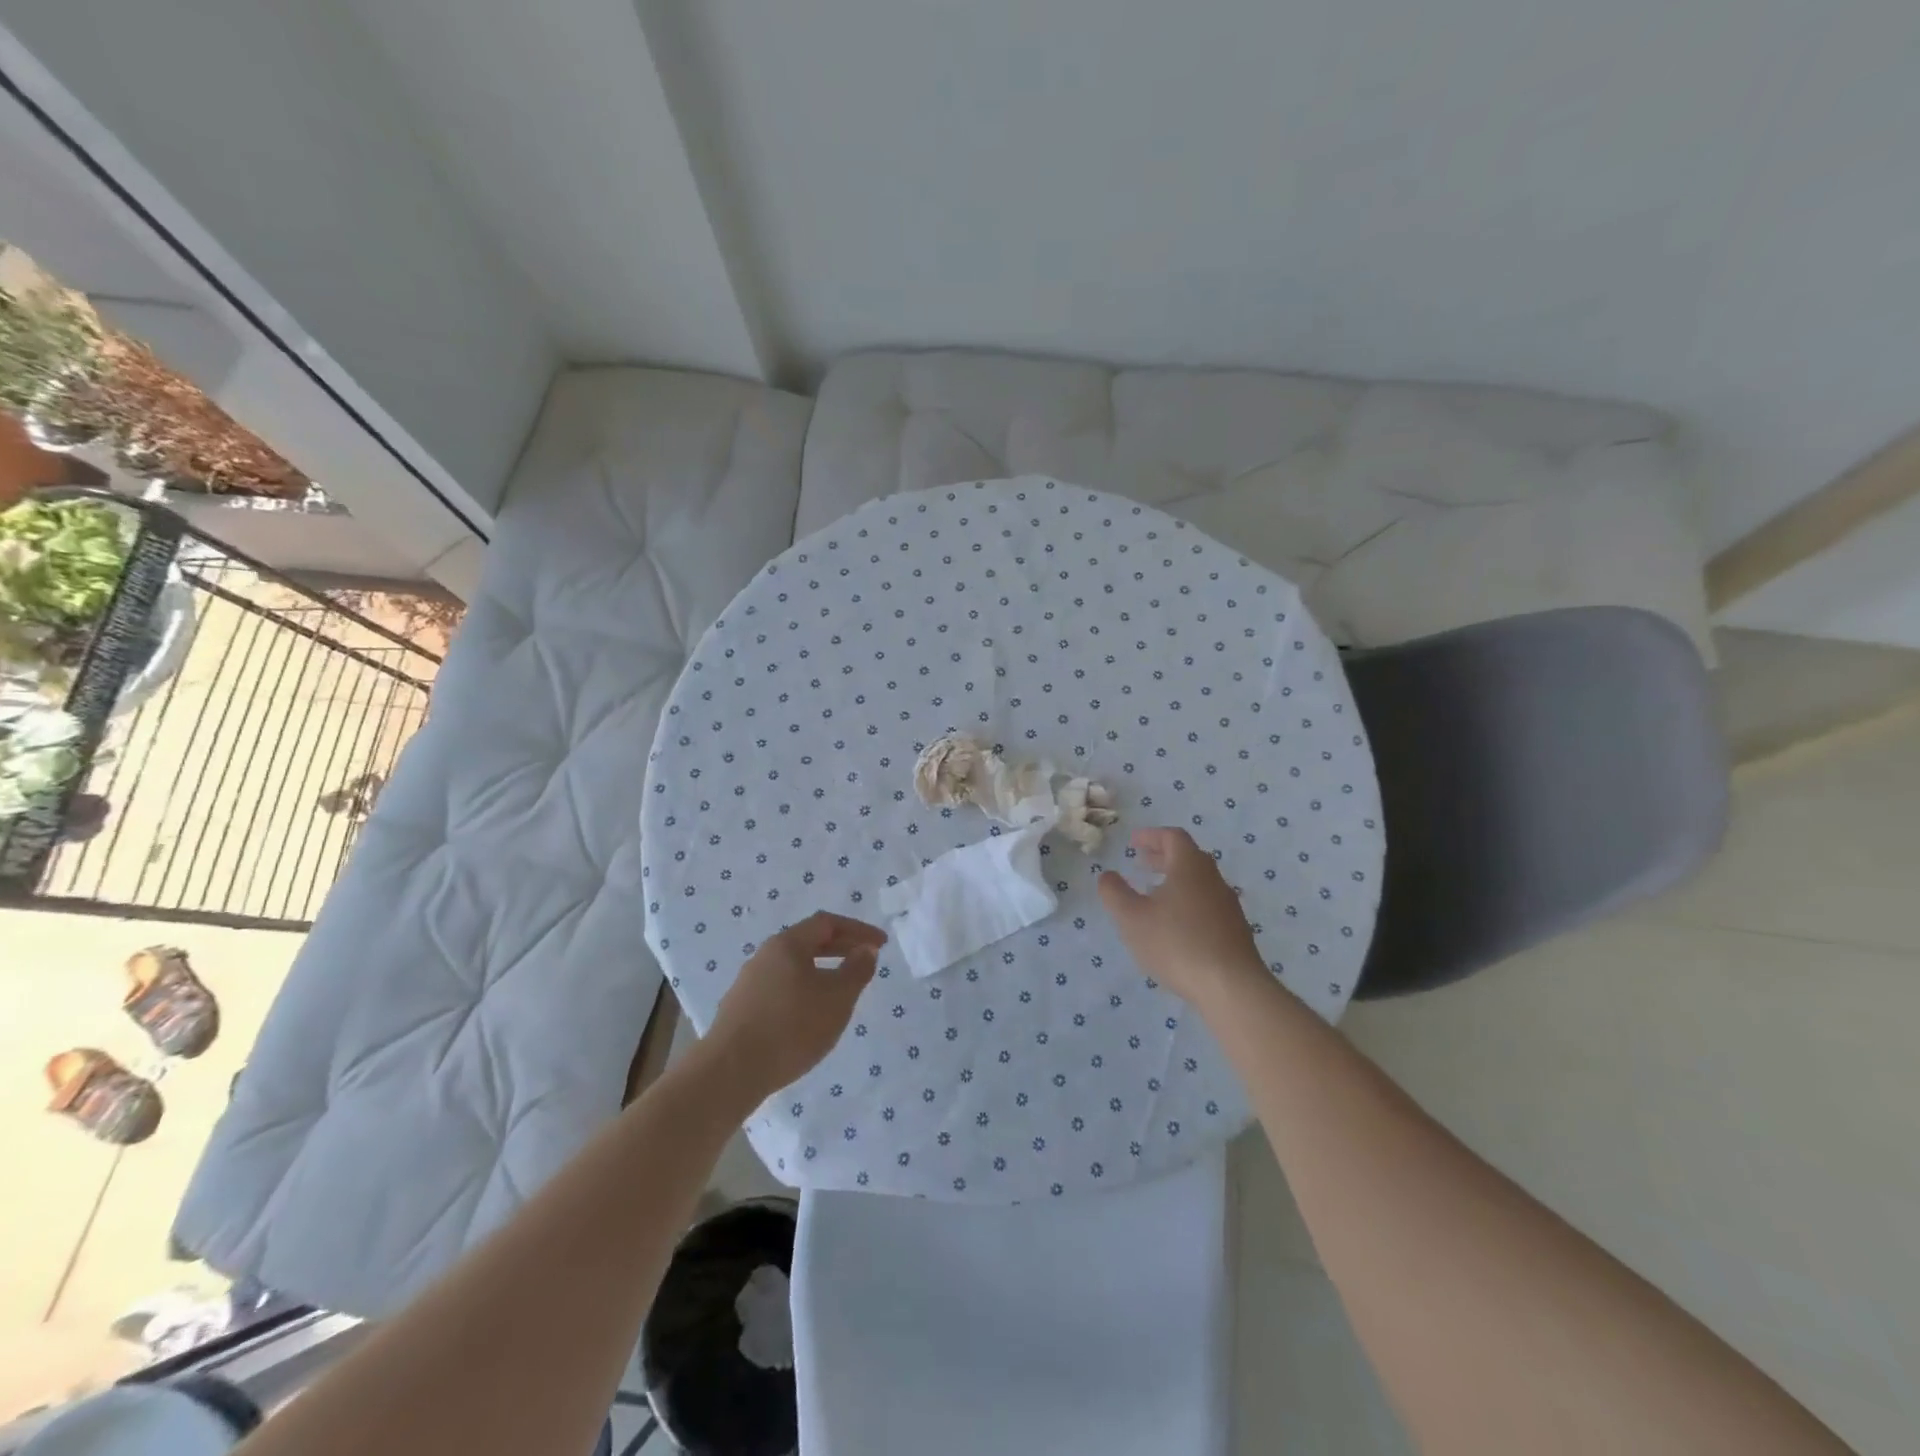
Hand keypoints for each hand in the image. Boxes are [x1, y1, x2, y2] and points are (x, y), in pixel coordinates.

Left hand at [705, 911, 885, 1098]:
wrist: (730, 1072)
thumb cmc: (791, 1027)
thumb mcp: (837, 998)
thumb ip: (856, 970)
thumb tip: (865, 949)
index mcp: (787, 944)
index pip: (827, 922)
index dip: (858, 930)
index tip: (881, 944)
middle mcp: (765, 955)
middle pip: (808, 941)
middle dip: (841, 948)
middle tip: (865, 960)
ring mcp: (749, 982)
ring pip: (794, 966)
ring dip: (822, 970)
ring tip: (842, 991)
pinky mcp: (741, 1009)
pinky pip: (781, 987)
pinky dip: (804, 990)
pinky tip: (811, 1015)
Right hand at [1097, 827, 1266, 1006]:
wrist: (1231, 987)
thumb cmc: (1176, 944)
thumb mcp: (1132, 918)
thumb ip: (1115, 893)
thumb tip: (1108, 875)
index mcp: (1190, 867)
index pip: (1173, 837)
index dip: (1151, 836)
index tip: (1133, 842)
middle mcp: (1213, 880)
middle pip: (1189, 857)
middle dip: (1163, 857)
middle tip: (1141, 864)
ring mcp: (1228, 906)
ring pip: (1199, 883)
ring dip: (1176, 881)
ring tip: (1154, 896)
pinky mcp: (1236, 931)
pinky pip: (1208, 905)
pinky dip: (1188, 903)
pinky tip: (1175, 926)